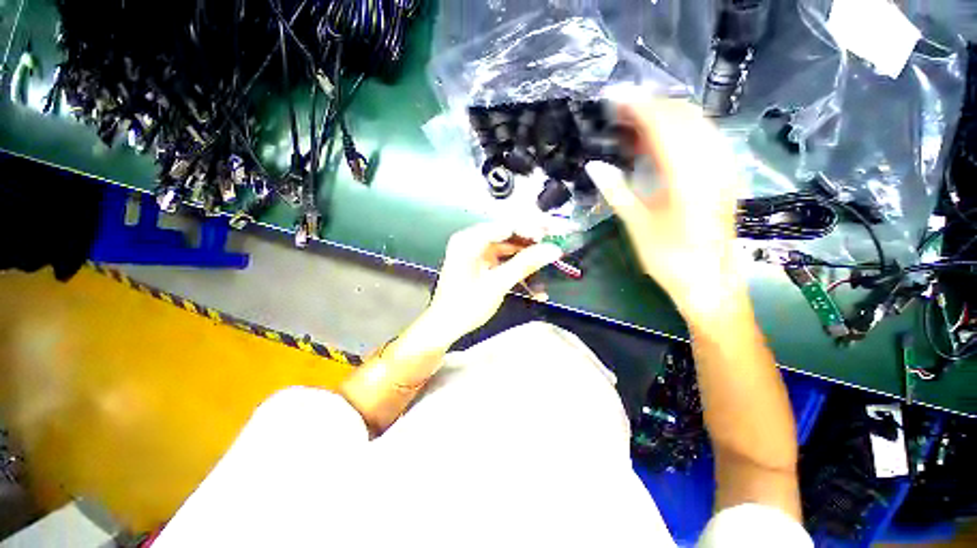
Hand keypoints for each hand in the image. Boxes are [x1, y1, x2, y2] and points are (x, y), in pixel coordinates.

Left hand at [422, 222, 562, 342]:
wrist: (445, 327)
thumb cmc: (466, 305)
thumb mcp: (498, 283)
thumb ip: (525, 264)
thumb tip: (553, 249)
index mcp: (470, 240)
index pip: (507, 226)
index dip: (532, 229)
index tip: (554, 236)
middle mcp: (472, 241)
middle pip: (509, 236)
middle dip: (533, 244)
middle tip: (555, 248)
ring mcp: (477, 254)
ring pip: (509, 249)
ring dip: (527, 260)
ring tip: (549, 264)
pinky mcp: (481, 265)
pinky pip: (504, 262)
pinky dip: (517, 271)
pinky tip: (535, 286)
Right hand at [587, 100, 747, 323]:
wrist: (710, 282)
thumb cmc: (670, 260)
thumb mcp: (638, 227)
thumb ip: (617, 192)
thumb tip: (594, 166)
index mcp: (687, 178)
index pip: (663, 126)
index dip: (638, 106)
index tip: (614, 97)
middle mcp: (712, 165)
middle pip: (685, 116)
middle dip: (652, 104)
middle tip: (621, 107)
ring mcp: (723, 168)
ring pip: (698, 123)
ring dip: (667, 114)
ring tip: (636, 120)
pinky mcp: (725, 175)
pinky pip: (705, 138)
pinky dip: (681, 130)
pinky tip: (661, 139)